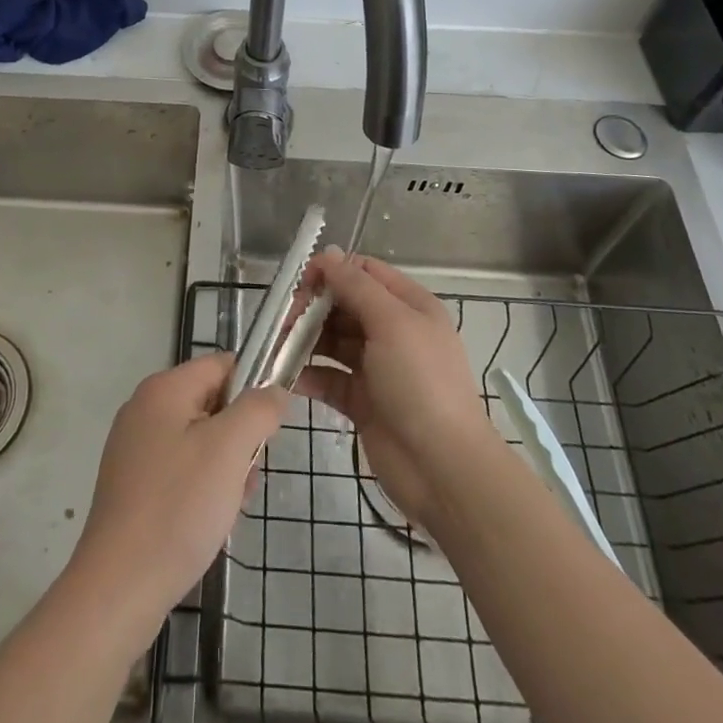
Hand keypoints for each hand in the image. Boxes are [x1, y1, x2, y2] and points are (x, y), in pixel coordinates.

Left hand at [66, 353, 286, 639]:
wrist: (119, 588)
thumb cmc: (178, 507)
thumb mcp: (229, 449)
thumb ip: (258, 409)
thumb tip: (273, 390)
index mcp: (163, 389)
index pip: (222, 365)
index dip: (254, 387)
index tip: (271, 428)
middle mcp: (144, 409)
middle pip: (211, 403)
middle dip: (239, 437)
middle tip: (248, 475)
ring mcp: (134, 449)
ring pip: (199, 441)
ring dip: (225, 468)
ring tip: (230, 506)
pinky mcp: (132, 486)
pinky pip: (181, 470)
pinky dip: (202, 489)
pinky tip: (210, 523)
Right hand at [296, 250, 497, 531]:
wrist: (443, 469)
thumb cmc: (421, 383)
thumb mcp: (392, 323)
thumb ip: (356, 286)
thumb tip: (328, 254)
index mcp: (409, 306)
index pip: (365, 272)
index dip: (333, 271)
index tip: (301, 282)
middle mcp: (394, 332)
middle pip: (345, 305)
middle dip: (314, 307)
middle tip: (285, 320)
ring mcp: (377, 368)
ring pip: (334, 341)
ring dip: (306, 340)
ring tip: (279, 346)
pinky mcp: (362, 402)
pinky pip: (329, 378)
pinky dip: (308, 375)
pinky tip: (287, 377)